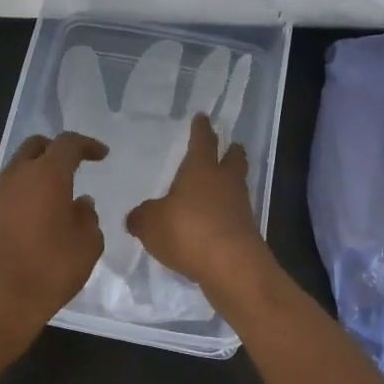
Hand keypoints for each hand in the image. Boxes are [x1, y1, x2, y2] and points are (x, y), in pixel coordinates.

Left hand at [0, 132, 108, 346]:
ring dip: (38, 173)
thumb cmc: (48, 270)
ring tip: (58, 195)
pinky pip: (9, 192)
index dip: (87, 145)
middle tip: (74, 165)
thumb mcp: (86, 245)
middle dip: (56, 150)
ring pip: (18, 169)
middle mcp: (17, 177)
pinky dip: (25, 194)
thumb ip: (88, 218)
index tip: (101, 155)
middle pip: (35, 147)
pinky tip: (39, 217)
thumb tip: (81, 205)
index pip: (67, 144)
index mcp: (46, 175)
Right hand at [125, 114, 271, 295]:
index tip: (203, 118)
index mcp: (200, 169)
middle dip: (231, 151)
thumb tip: (136, 217)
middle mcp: (224, 182)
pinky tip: (215, 221)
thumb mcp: (150, 224)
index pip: (202, 141)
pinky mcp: (246, 231)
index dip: (201, 129)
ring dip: (231, 182)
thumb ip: (141, 217)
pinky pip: (235, 214)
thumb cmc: (187, 231)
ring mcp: (239, 207)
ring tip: (221, 185)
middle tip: (231, 145)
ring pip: (237, 185)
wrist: (231, 266)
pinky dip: (227, 213)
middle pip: (232, 159)